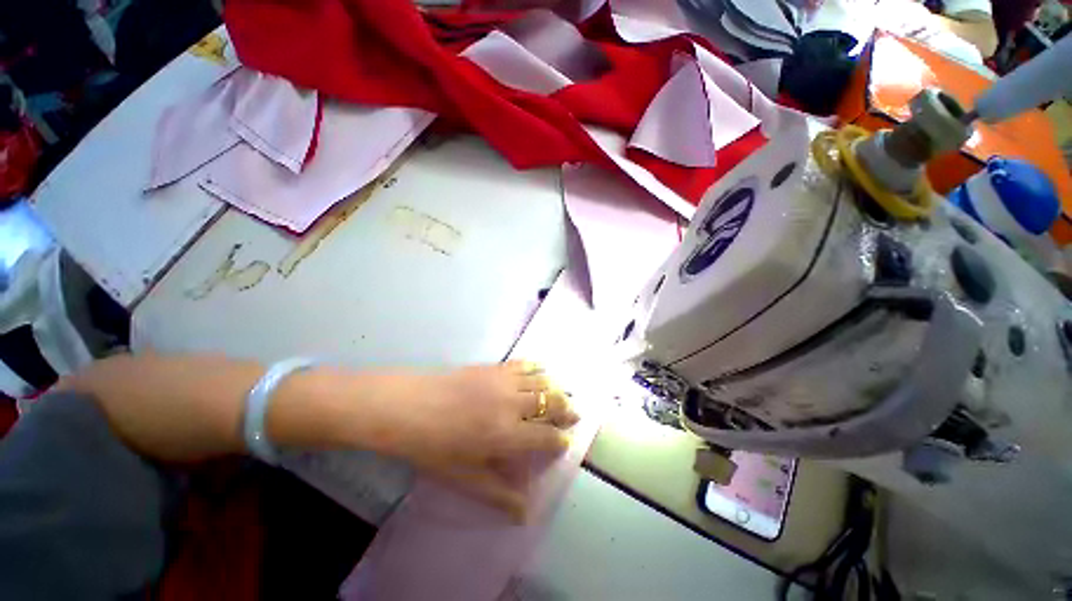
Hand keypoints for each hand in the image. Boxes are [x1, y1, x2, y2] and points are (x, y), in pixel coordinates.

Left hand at [366, 360, 578, 516]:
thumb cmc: (432, 447)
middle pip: (550, 404)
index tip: (565, 442)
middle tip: (573, 413)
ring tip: (562, 393)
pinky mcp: (493, 367)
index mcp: (506, 435)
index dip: (559, 440)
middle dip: (566, 409)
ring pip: (541, 382)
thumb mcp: (463, 477)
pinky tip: (541, 369)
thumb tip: (525, 512)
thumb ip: (498, 493)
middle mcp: (511, 404)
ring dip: (556, 388)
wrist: (407, 406)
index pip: (546, 436)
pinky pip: (523, 364)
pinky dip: (537, 368)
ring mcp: (503, 381)